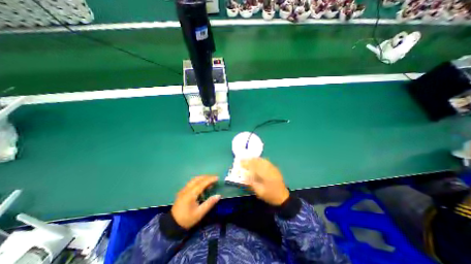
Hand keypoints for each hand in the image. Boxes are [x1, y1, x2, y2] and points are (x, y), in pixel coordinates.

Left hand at [172, 176, 220, 229]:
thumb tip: (218, 195)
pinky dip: (198, 181)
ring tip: (210, 181)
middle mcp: (187, 189)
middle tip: (214, 178)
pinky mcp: (182, 191)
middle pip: (198, 179)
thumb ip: (209, 203)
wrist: (172, 224)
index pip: (202, 183)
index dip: (210, 179)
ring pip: (194, 179)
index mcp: (191, 194)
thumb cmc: (187, 219)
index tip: (217, 178)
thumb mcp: (199, 213)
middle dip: (207, 177)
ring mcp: (183, 189)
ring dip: (202, 178)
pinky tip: (202, 185)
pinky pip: (191, 182)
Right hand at [243, 158, 290, 205]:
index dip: (246, 164)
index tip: (240, 163)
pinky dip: (259, 160)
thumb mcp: (259, 191)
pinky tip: (256, 160)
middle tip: (242, 160)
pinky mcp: (274, 168)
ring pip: (261, 160)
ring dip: (254, 159)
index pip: (253, 166)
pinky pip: (265, 161)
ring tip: (248, 159)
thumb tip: (244, 175)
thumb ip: (251, 183)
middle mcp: (269, 169)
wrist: (282, 197)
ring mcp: (272, 167)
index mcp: (265, 175)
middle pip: (257, 161)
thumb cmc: (269, 195)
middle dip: (249, 160)